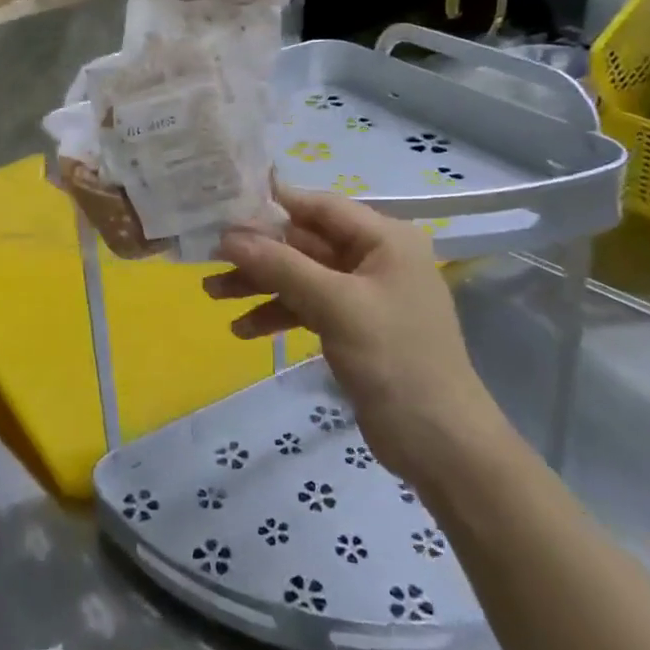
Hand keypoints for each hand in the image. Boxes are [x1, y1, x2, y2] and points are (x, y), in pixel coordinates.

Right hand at [204, 185, 500, 475]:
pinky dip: (277, 313)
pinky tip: (243, 329)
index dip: (272, 204)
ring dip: (260, 284)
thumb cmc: (395, 360)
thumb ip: (281, 266)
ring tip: (212, 293)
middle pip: (305, 242)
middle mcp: (375, 257)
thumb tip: (228, 236)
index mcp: (385, 238)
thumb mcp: (336, 305)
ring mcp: (363, 294)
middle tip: (208, 256)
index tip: (223, 206)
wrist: (440, 445)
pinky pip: (307, 306)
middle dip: (258, 252)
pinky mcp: (353, 326)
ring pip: (301, 275)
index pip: (320, 206)